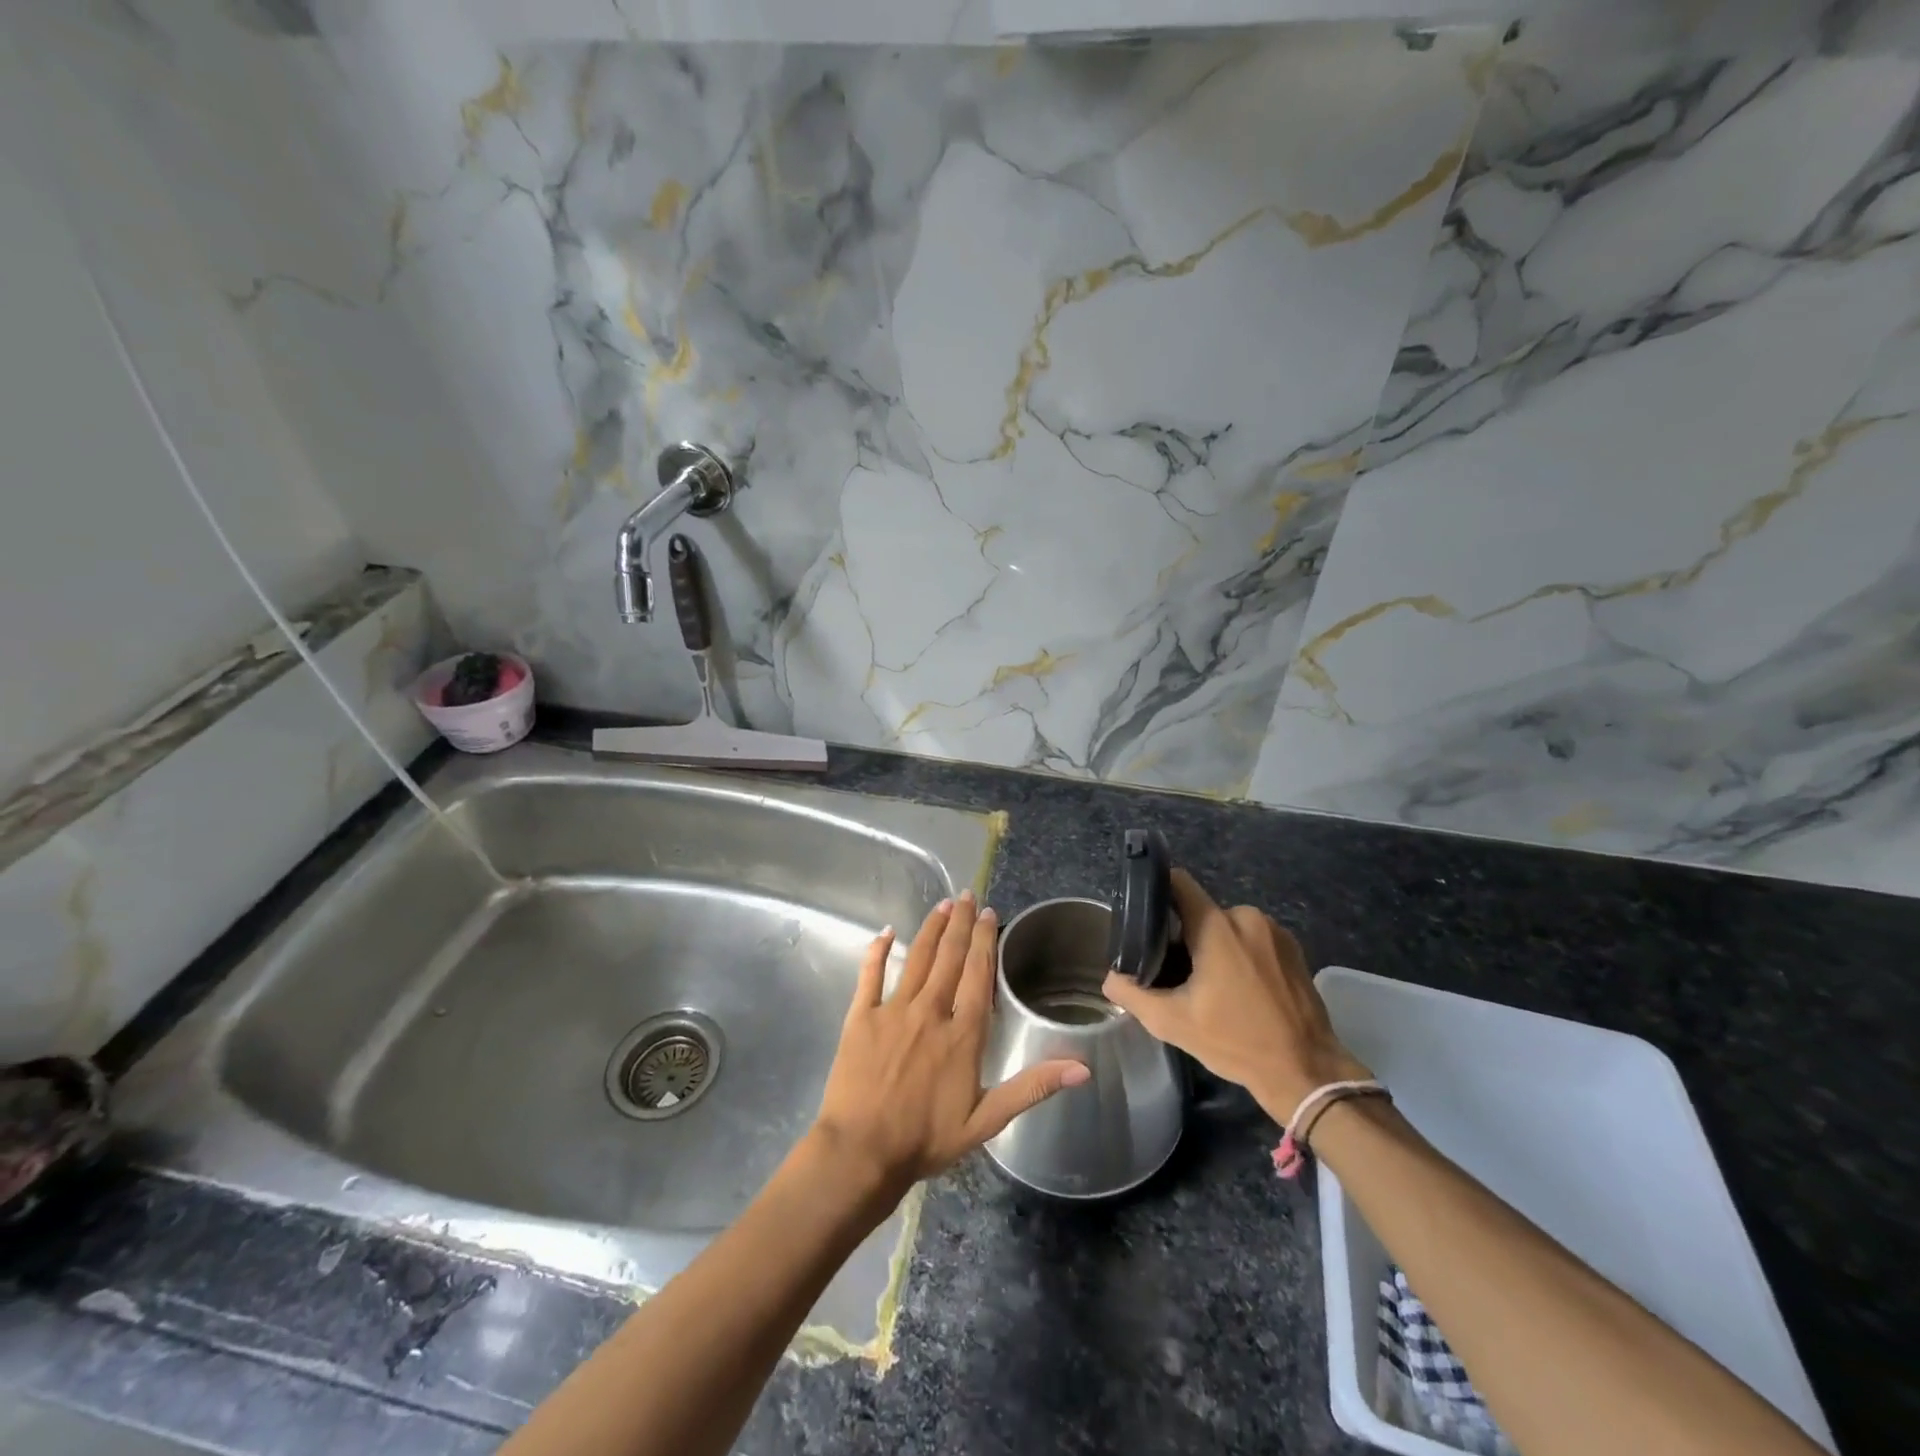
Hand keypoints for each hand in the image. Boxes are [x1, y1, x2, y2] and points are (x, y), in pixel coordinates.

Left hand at [809, 891, 1088, 1201]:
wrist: (861, 1152)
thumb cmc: (925, 1140)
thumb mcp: (986, 1120)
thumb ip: (1032, 1087)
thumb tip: (1081, 1068)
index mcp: (962, 1034)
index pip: (978, 975)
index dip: (986, 941)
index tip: (990, 914)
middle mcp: (930, 1011)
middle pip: (949, 957)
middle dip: (960, 923)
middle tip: (967, 896)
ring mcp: (893, 1010)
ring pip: (916, 958)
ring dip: (931, 929)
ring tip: (941, 905)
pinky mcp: (860, 1016)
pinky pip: (870, 975)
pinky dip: (878, 950)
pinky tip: (886, 931)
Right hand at [1102, 869, 1366, 1119]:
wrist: (1306, 1071)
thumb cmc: (1236, 1041)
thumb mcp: (1172, 1022)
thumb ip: (1132, 993)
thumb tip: (1110, 977)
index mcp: (1216, 926)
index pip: (1179, 883)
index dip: (1157, 891)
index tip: (1144, 914)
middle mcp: (1247, 917)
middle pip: (1202, 913)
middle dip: (1186, 936)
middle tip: (1176, 971)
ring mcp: (1275, 932)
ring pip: (1229, 927)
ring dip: (1216, 947)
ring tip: (1209, 985)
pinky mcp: (1294, 949)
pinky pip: (1254, 939)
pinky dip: (1242, 955)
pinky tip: (1240, 989)